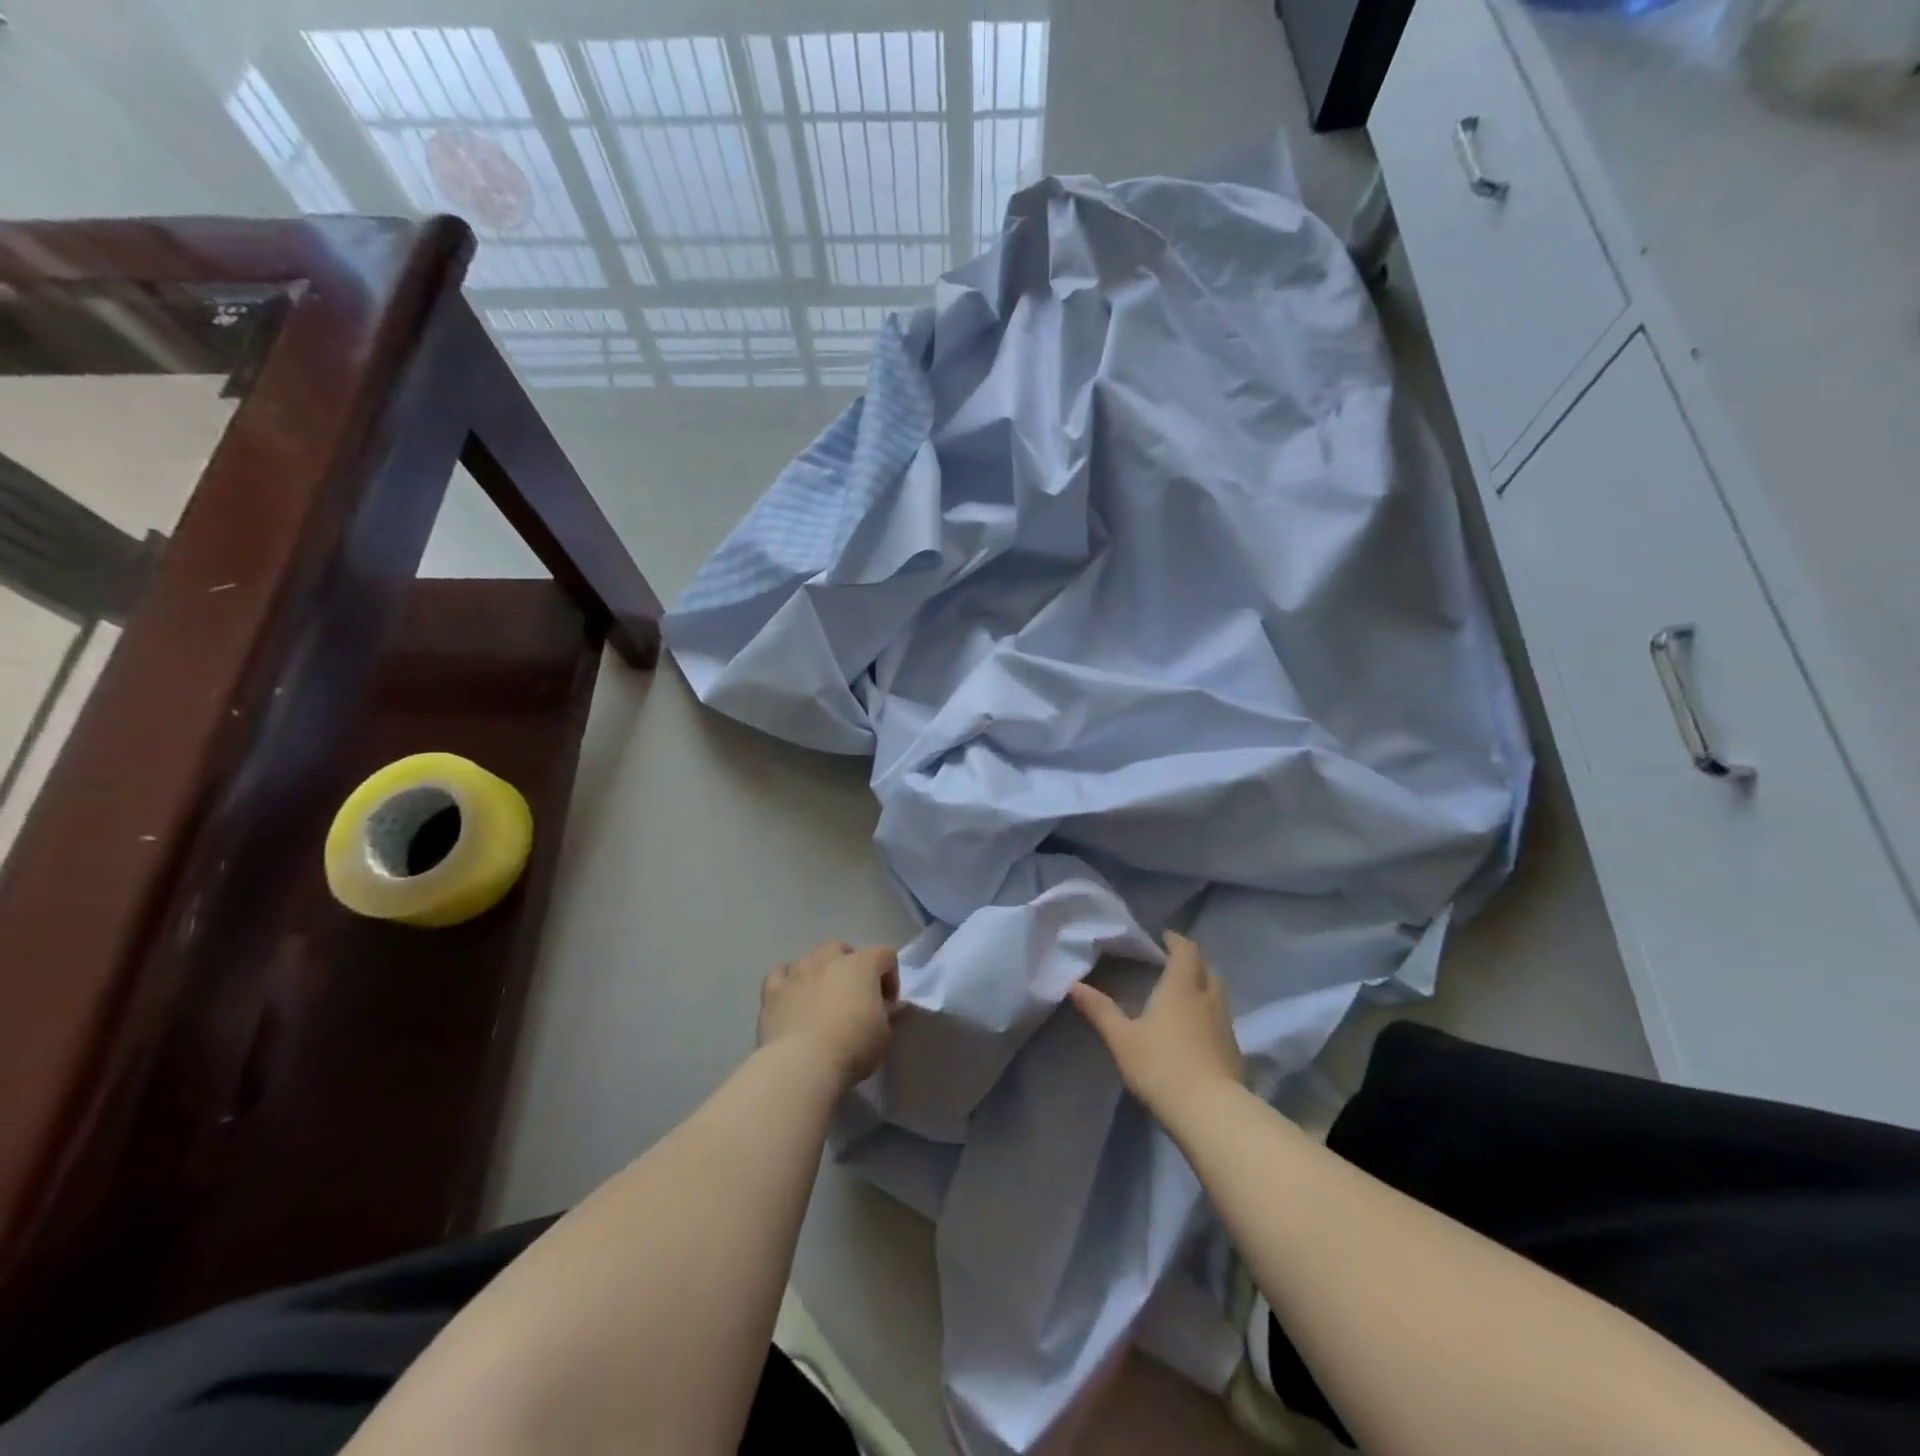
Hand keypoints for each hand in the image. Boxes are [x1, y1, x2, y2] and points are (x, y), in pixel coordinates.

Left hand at [758, 941, 899, 1092]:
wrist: (802, 1064)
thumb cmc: (852, 1047)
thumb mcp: (884, 1036)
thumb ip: (890, 1015)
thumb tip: (893, 1006)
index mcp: (862, 965)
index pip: (885, 954)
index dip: (890, 976)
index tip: (887, 1004)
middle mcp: (829, 959)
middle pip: (842, 948)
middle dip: (850, 966)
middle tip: (852, 995)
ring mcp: (798, 971)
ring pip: (811, 958)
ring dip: (820, 971)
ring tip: (821, 997)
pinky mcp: (773, 990)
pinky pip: (780, 973)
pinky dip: (787, 979)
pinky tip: (791, 995)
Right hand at [1068, 932, 1243, 1115]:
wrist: (1211, 1113)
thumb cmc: (1161, 1066)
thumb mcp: (1122, 1038)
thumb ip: (1100, 1010)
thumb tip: (1073, 984)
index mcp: (1181, 988)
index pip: (1186, 951)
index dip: (1177, 941)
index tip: (1165, 937)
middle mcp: (1208, 999)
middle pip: (1207, 971)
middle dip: (1192, 964)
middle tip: (1173, 966)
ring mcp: (1225, 1027)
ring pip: (1217, 996)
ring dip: (1203, 990)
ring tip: (1182, 998)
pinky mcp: (1234, 1053)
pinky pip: (1221, 1022)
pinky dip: (1209, 1018)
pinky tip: (1195, 1033)